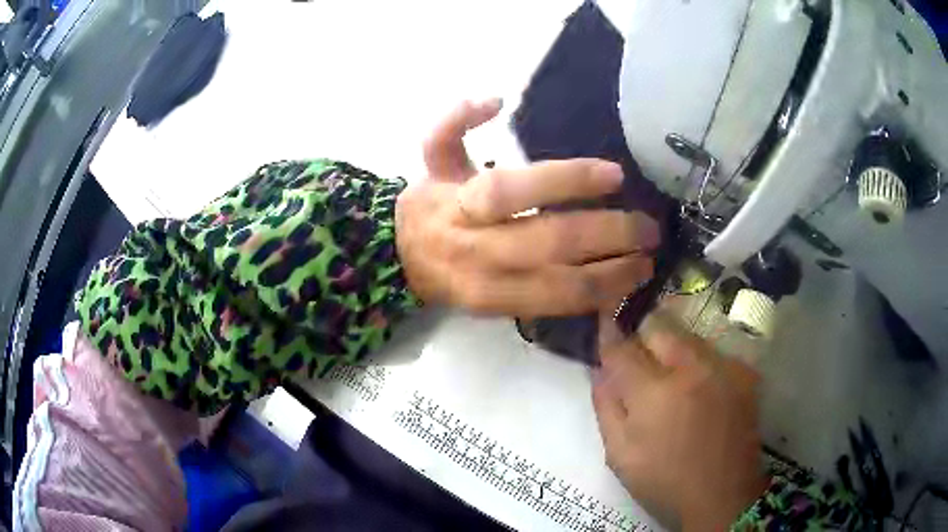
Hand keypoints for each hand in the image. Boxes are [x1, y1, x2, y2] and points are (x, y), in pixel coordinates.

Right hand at [395, 99, 658, 317]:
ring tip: (646, 263)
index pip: (513, 190)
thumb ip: (456, 122)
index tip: (616, 175)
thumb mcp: (433, 156)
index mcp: (457, 202)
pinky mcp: (497, 312)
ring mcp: (487, 286)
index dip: (566, 181)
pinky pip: (551, 308)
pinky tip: (621, 287)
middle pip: (547, 241)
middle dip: (607, 234)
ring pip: (557, 285)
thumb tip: (494, 98)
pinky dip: (592, 299)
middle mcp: (474, 246)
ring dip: (610, 275)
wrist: (404, 262)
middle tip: (649, 227)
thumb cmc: (431, 204)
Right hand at [592, 313, 768, 530]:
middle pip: (659, 327)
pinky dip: (697, 359)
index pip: (623, 347)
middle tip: (635, 349)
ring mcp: (722, 367)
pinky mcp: (743, 373)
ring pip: (687, 335)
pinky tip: (696, 384)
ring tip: (666, 369)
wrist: (723, 495)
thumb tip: (599, 369)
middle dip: (641, 331)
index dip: (609, 332)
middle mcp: (692, 368)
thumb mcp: (620, 455)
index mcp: (655, 393)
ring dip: (670, 344)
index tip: (604, 322)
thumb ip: (606, 407)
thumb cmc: (664, 482)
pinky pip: (712, 351)